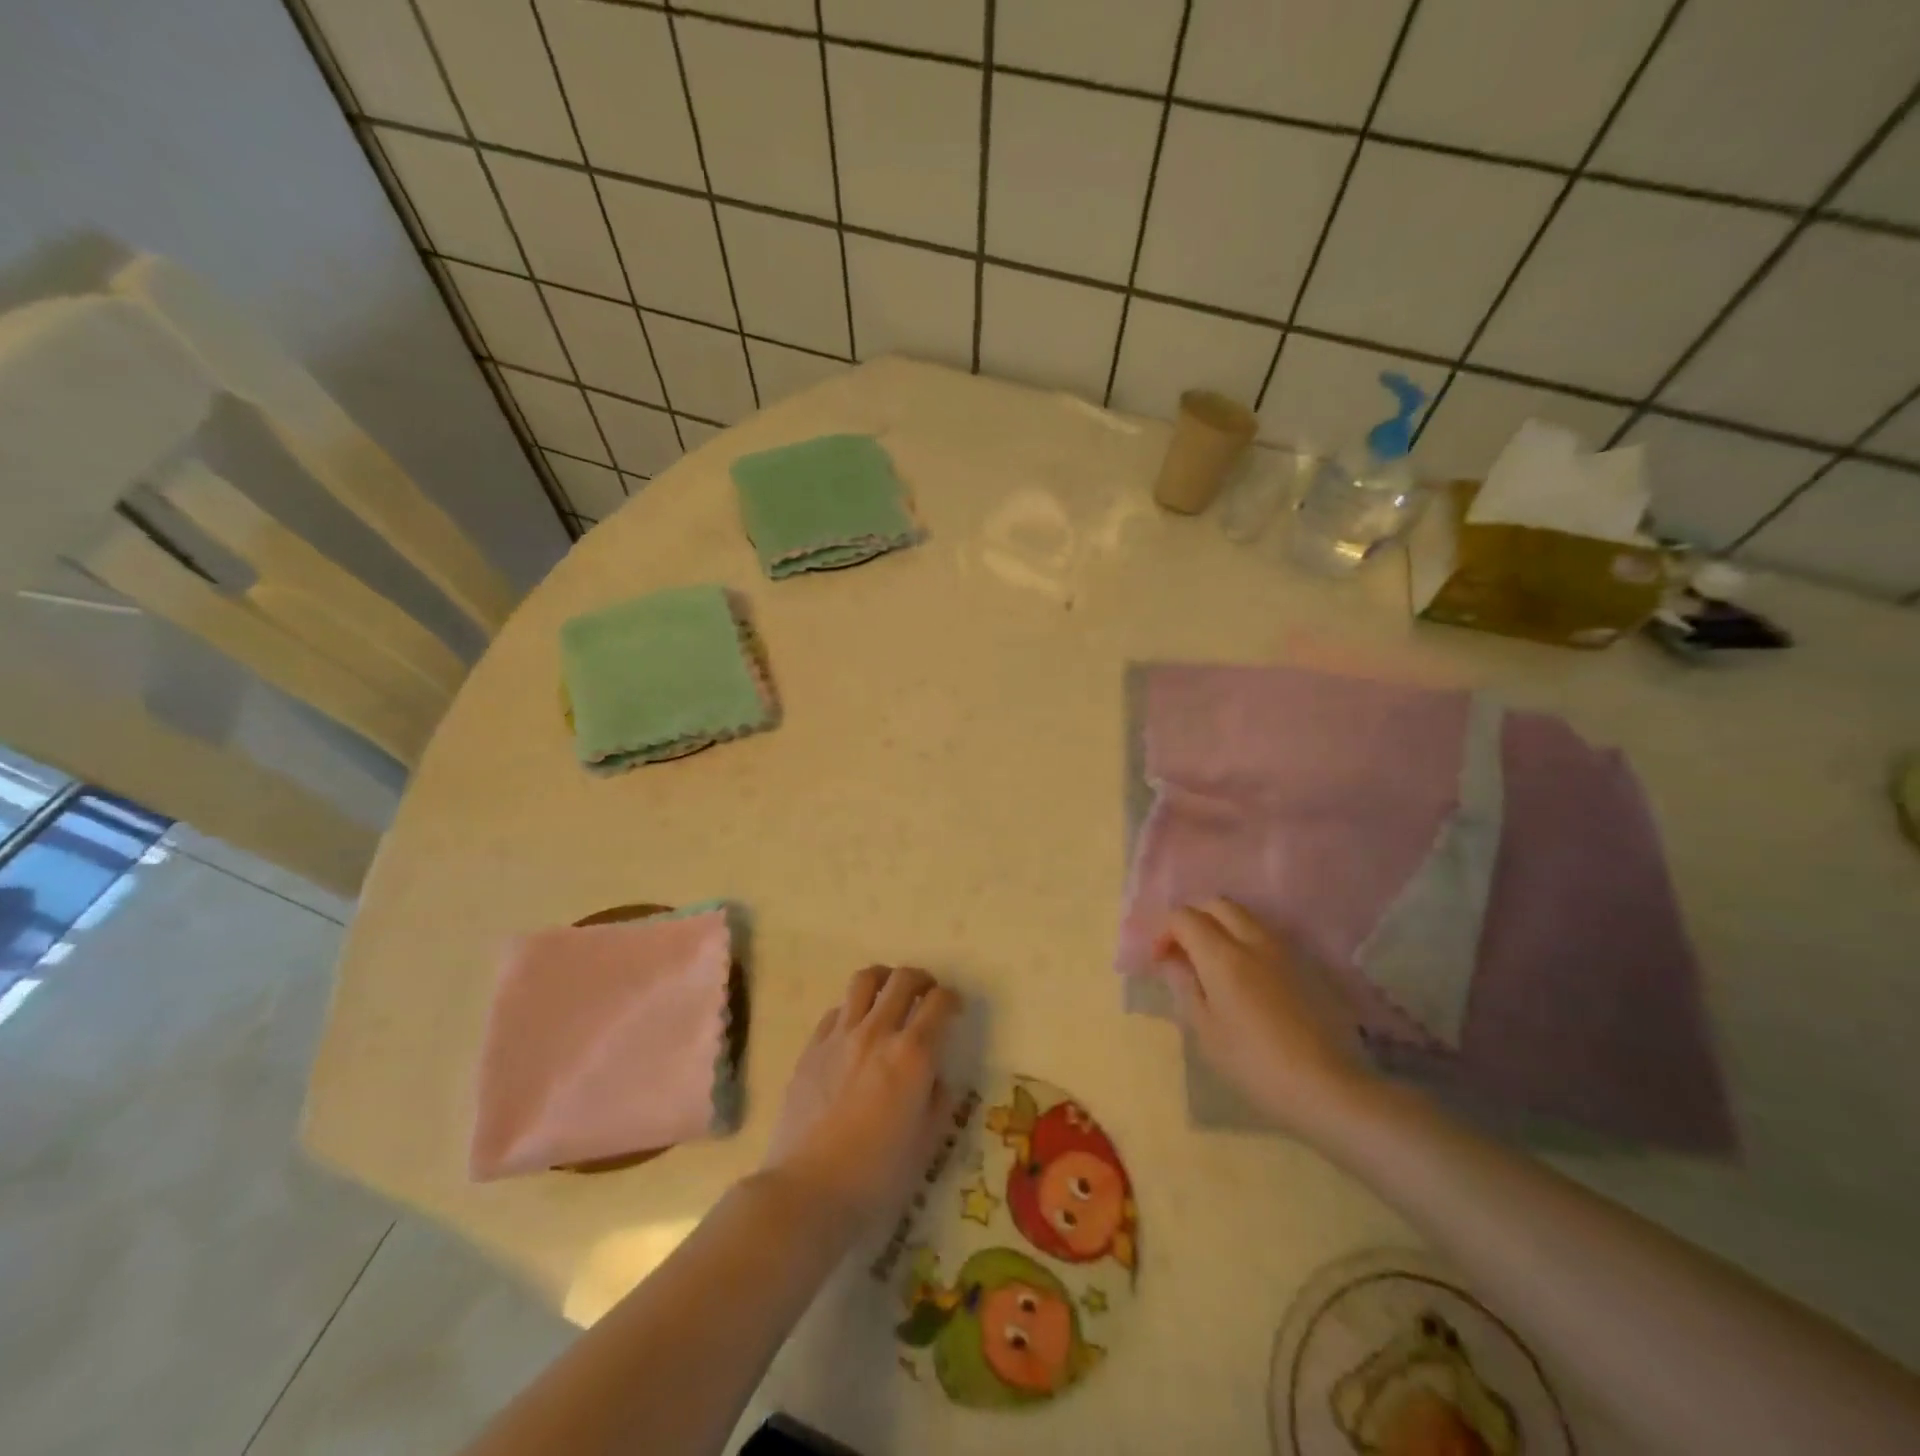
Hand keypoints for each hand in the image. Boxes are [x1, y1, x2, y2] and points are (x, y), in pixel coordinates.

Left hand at [762, 965, 959, 1229]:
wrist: (807, 1190)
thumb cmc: (876, 1177)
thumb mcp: (926, 1145)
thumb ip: (938, 1102)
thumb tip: (936, 1078)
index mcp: (912, 1055)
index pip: (939, 1003)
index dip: (952, 999)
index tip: (955, 1008)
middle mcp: (878, 1032)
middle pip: (903, 979)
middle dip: (922, 979)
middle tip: (927, 993)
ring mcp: (840, 1036)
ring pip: (864, 980)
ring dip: (884, 979)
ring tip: (889, 994)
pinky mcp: (812, 1048)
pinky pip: (836, 1010)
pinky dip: (852, 1009)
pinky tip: (854, 1030)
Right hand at [1154, 899, 1369, 1137]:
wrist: (1328, 1086)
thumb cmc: (1255, 1064)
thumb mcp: (1206, 1032)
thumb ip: (1186, 987)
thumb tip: (1175, 962)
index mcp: (1222, 956)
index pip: (1184, 917)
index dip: (1164, 931)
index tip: (1160, 960)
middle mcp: (1253, 940)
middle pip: (1216, 904)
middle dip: (1194, 919)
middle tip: (1184, 952)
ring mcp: (1284, 949)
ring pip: (1244, 916)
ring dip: (1221, 927)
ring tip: (1214, 963)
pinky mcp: (1306, 964)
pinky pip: (1266, 936)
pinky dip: (1246, 941)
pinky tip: (1246, 977)